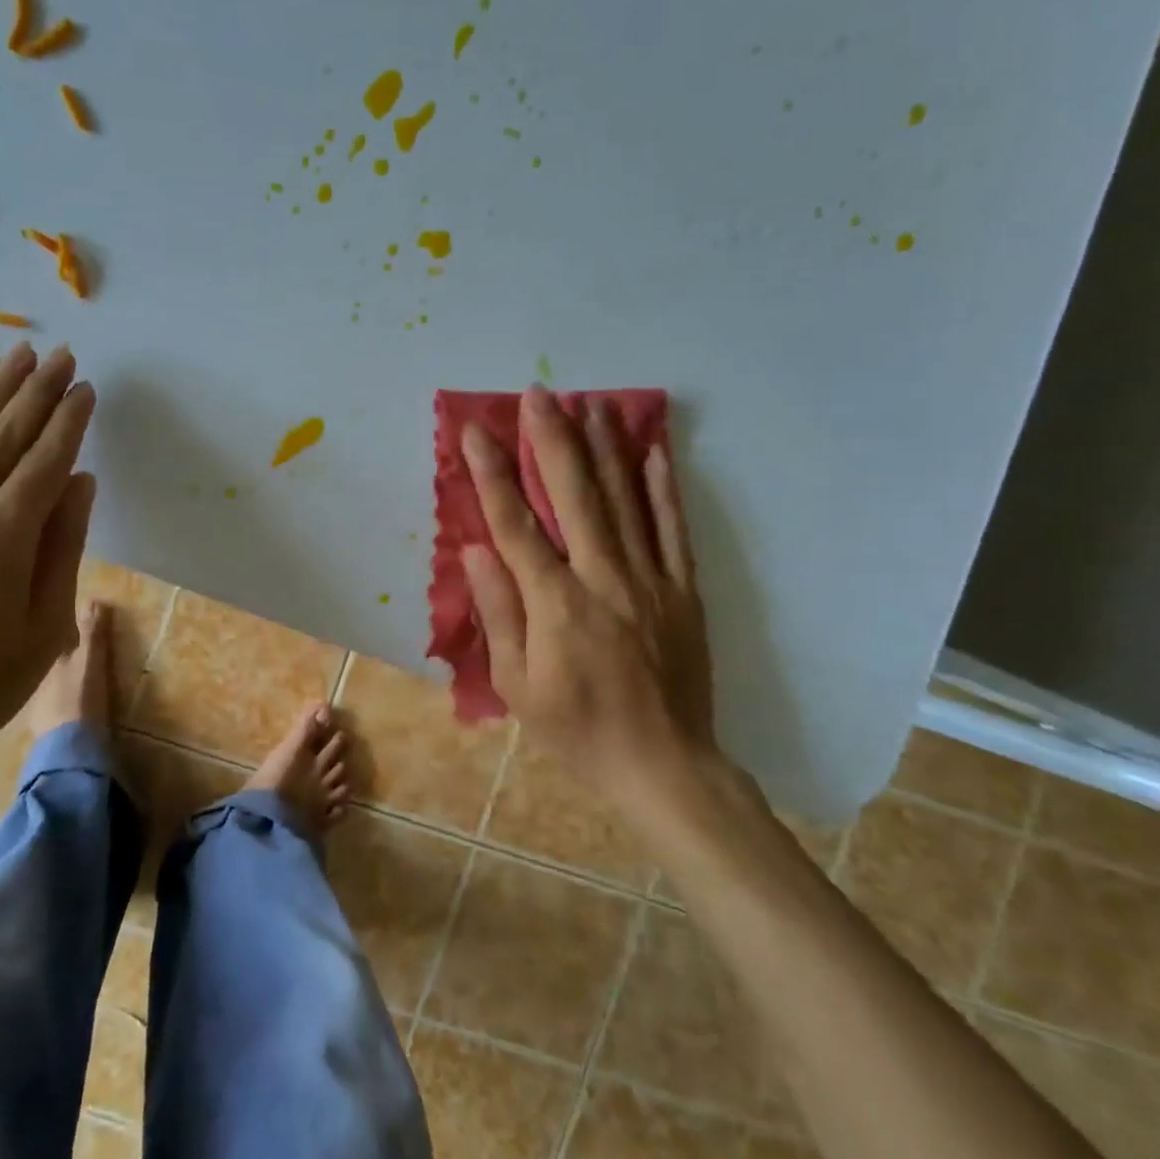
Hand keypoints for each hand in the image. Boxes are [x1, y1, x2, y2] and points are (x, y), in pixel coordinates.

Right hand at [461, 386, 718, 816]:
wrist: (664, 765)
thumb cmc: (577, 730)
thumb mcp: (517, 687)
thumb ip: (499, 613)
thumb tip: (476, 549)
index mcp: (557, 605)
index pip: (516, 524)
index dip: (492, 473)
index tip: (476, 430)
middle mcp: (604, 578)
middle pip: (575, 495)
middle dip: (553, 439)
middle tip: (539, 393)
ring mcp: (650, 580)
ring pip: (625, 500)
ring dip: (605, 447)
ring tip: (592, 401)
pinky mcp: (683, 590)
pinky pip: (672, 529)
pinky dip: (661, 487)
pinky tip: (652, 451)